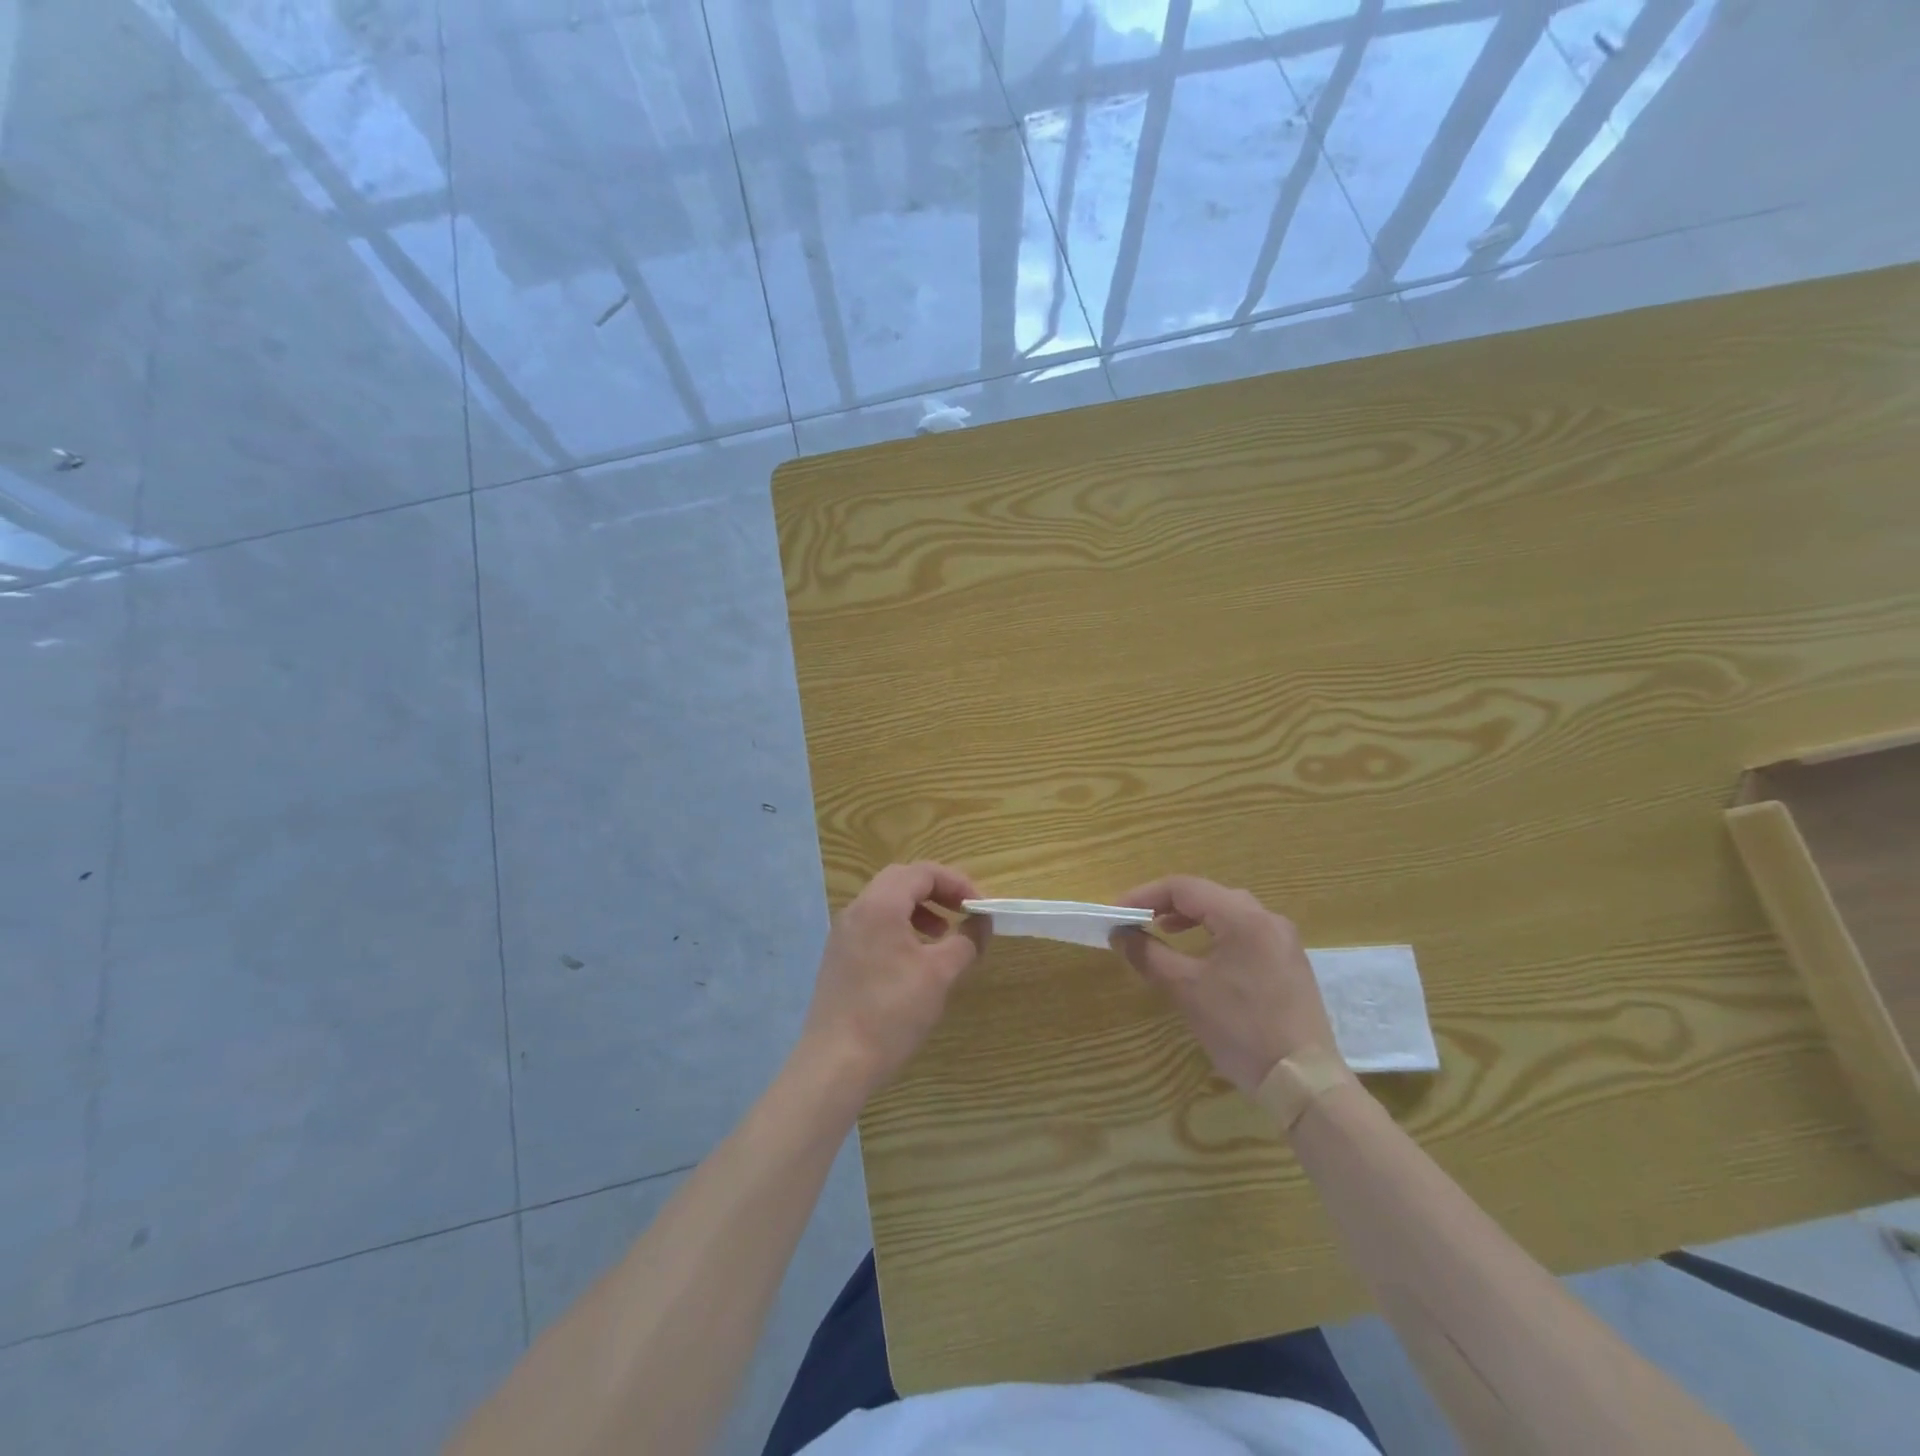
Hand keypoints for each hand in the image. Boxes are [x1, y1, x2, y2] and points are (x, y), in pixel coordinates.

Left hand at [801, 862, 988, 1094]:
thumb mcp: (939, 974)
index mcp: (879, 905)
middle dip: (937, 892)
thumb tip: (982, 922)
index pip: (922, 872)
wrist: (836, 1062)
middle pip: (901, 880)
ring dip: (918, 910)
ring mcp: (842, 934)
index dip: (956, 883)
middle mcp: (856, 910)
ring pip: (885, 903)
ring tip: (942, 936)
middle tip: (962, 913)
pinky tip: (914, 960)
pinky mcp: (838, 958)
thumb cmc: (892, 1012)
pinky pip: (873, 926)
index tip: (979, 907)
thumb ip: (966, 940)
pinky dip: (899, 928)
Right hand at [1112, 875, 1335, 1093]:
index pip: (1184, 887)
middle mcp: (1268, 919)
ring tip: (1164, 932)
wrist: (1304, 1082)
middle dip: (1167, 904)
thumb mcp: (1186, 990)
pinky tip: (1202, 956)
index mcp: (1243, 917)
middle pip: (1208, 894)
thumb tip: (1120, 934)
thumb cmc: (1241, 1029)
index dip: (1145, 895)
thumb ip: (1149, 955)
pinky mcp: (1290, 963)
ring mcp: (1284, 941)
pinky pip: (1245, 932)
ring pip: (1229, 912)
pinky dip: (1216, 933)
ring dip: (1192, 918)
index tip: (1117, 913)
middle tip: (1137, 920)